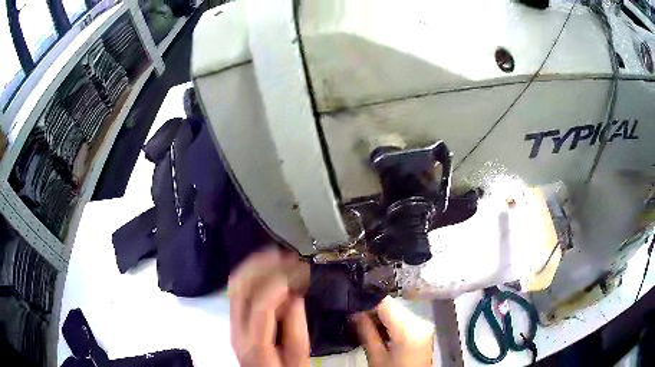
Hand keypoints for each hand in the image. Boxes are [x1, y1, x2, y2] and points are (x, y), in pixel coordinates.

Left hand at [228, 249, 310, 366]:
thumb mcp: (298, 358)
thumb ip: (297, 329)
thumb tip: (295, 298)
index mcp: (254, 342)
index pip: (260, 304)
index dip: (279, 284)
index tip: (299, 272)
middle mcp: (237, 329)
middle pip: (240, 287)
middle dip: (264, 266)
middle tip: (288, 258)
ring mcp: (232, 322)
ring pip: (236, 284)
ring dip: (256, 266)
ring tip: (278, 256)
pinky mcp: (235, 319)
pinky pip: (237, 289)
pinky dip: (251, 274)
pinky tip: (266, 268)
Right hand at [354, 296, 433, 366]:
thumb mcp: (376, 357)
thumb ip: (366, 332)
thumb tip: (355, 312)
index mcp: (409, 329)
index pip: (385, 303)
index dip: (367, 302)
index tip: (352, 306)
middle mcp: (421, 321)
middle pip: (393, 306)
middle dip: (373, 311)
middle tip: (355, 318)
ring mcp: (425, 325)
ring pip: (398, 312)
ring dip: (382, 317)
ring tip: (365, 326)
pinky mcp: (424, 330)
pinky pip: (404, 320)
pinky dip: (391, 323)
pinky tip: (380, 333)